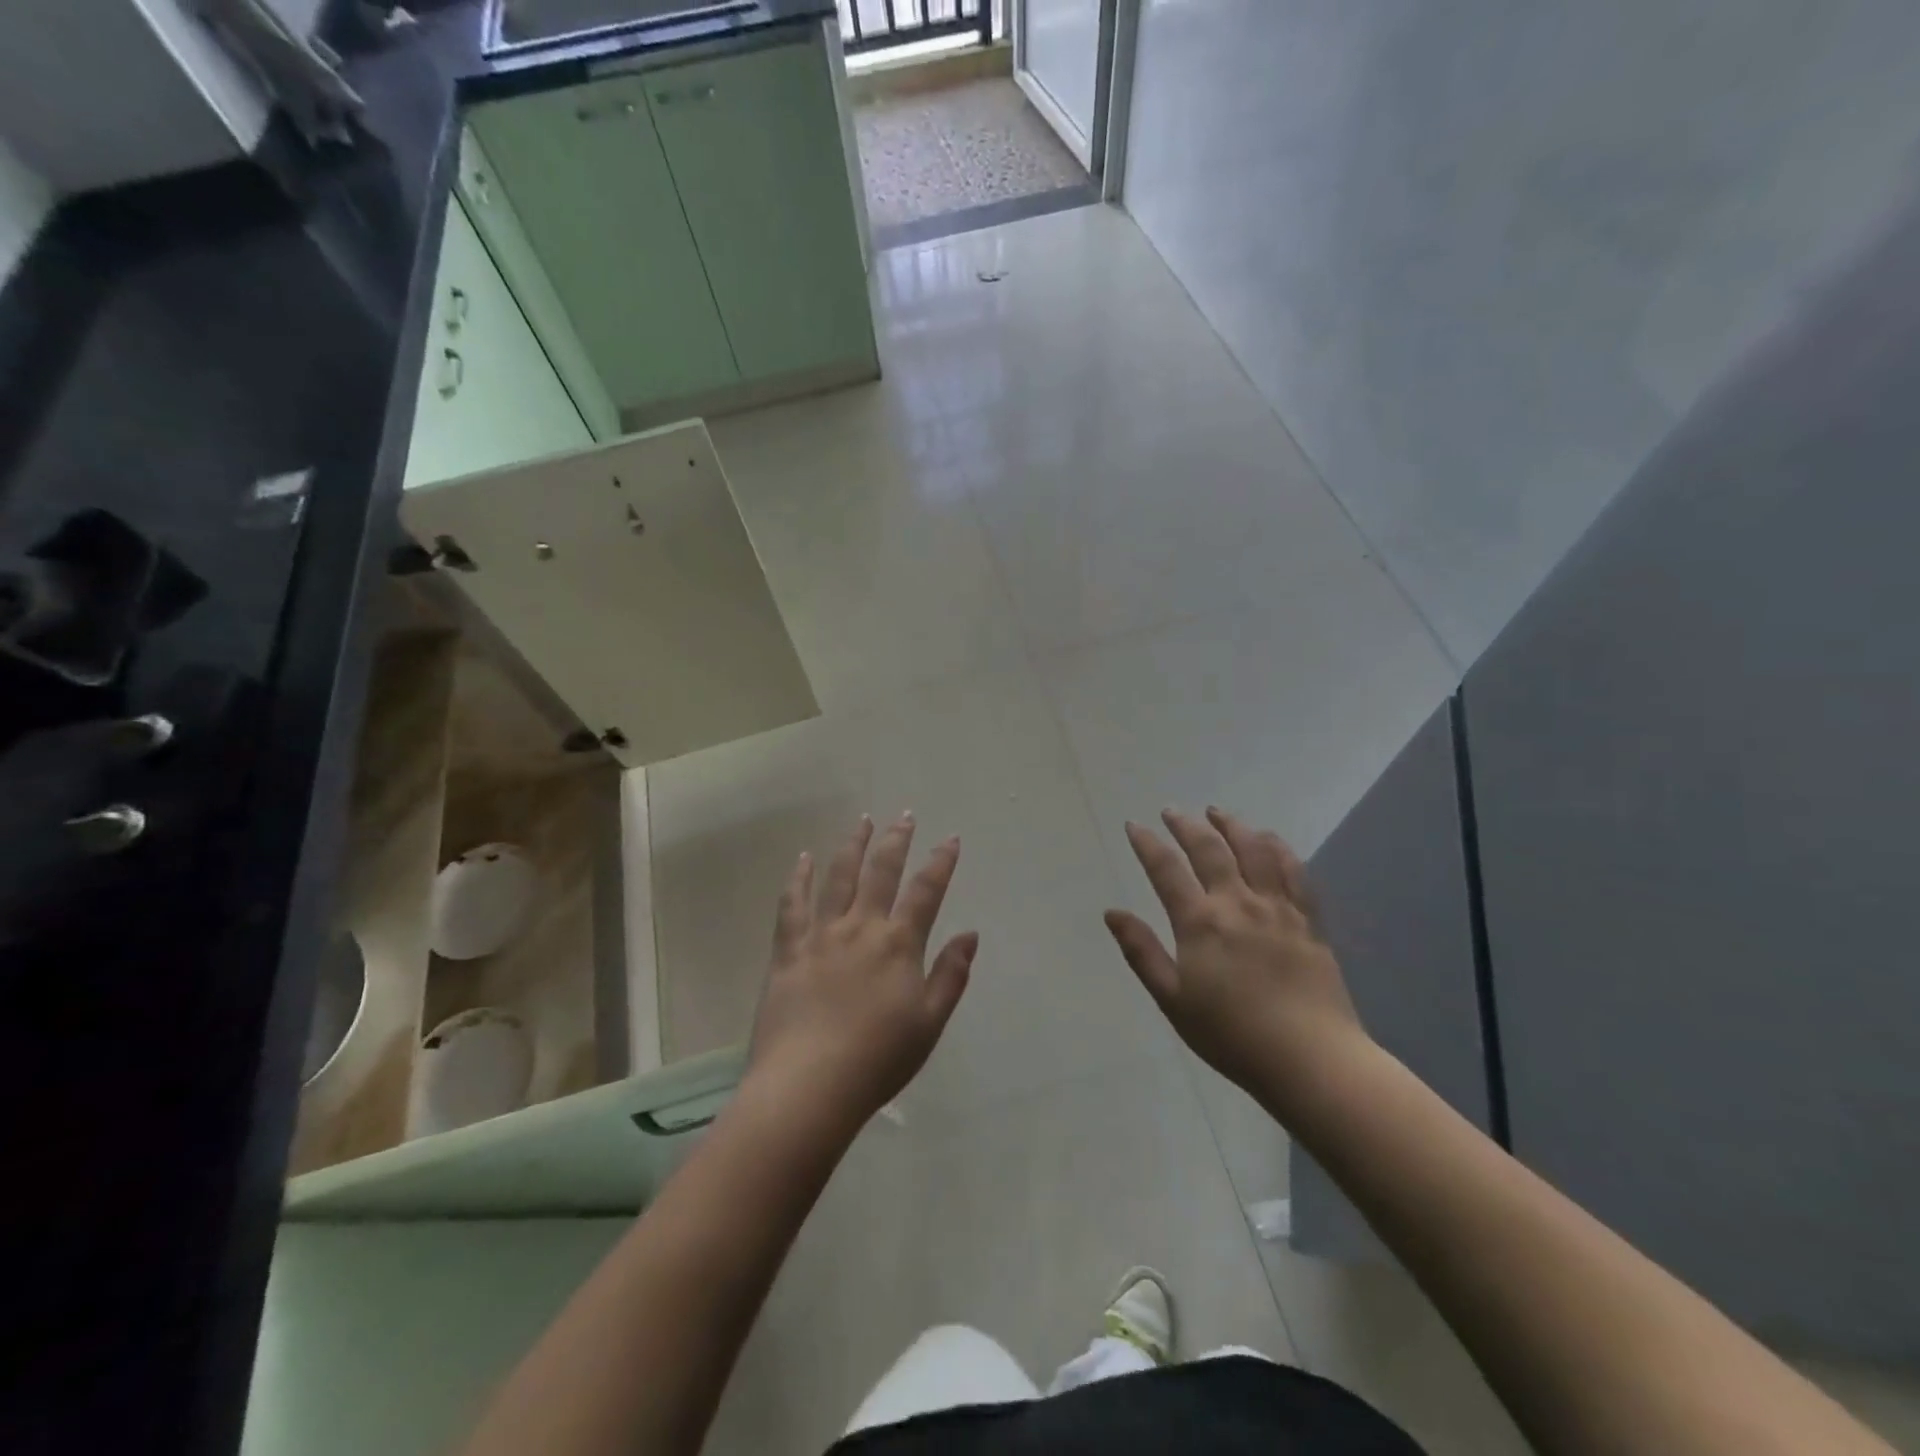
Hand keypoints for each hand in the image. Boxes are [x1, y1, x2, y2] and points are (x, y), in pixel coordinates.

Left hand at [746, 813, 976, 1134]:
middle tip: (905, 816)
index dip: (940, 862)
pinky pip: (792, 904)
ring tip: (863, 821)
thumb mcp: (929, 1023)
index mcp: (899, 945)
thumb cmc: (877, 1060)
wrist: (808, 1086)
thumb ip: (951, 975)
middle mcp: (861, 928)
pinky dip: (798, 878)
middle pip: (882, 872)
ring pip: (839, 876)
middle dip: (897, 840)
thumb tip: (971, 933)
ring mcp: (821, 935)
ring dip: (853, 845)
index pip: (926, 891)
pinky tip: (803, 859)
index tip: (950, 839)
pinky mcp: (789, 950)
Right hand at [1105, 807, 1367, 1102]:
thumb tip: (1112, 912)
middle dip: (1186, 825)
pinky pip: (1294, 871)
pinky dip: (1277, 847)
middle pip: (1210, 849)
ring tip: (1218, 813)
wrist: (1310, 1059)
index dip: (1148, 844)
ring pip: (1254, 850)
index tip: (1135, 825)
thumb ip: (1142, 952)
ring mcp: (1278, 908)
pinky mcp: (1308, 920)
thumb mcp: (1172, 999)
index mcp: (1200, 922)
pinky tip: (1269, 839)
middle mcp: (1238, 903)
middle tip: (1172, 811)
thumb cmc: (1231, 1035)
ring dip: (1232, 825)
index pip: (1166, 870)